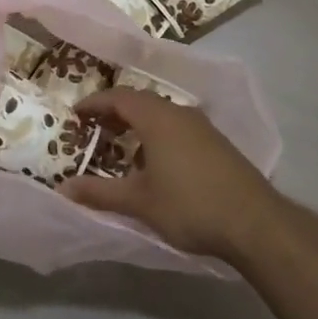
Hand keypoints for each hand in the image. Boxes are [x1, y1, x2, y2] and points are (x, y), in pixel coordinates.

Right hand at [62, 87, 282, 262]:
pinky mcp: (217, 142)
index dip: (94, 103)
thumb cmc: (190, 205)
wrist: (254, 221)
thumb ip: (100, 193)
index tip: (76, 114)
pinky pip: (178, 125)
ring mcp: (202, 126)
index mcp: (157, 118)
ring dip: (138, 122)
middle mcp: (179, 112)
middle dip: (115, 111)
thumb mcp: (139, 202)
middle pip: (141, 101)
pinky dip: (158, 132)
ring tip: (121, 143)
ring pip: (162, 112)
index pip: (118, 97)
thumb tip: (63, 189)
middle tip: (94, 128)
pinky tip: (156, 159)